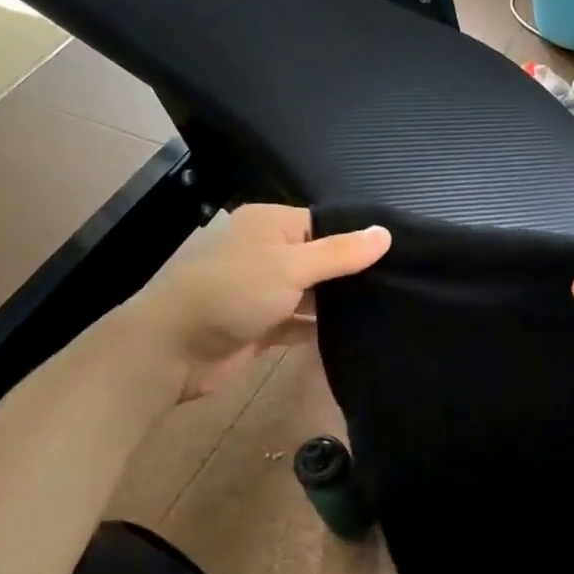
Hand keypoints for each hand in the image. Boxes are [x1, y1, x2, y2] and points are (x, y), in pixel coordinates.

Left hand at [120, 205, 389, 400]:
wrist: (172, 349)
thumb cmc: (232, 293)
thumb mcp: (291, 266)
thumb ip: (340, 253)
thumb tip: (386, 233)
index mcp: (270, 225)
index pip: (325, 224)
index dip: (357, 239)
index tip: (400, 255)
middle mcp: (267, 253)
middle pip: (320, 259)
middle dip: (352, 274)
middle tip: (401, 285)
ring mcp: (263, 291)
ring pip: (312, 294)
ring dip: (338, 304)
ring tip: (389, 309)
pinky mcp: (262, 326)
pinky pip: (300, 324)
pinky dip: (321, 329)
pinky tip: (357, 336)